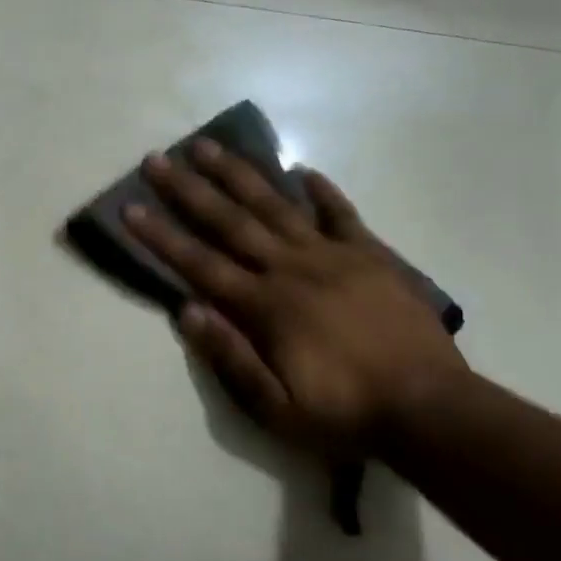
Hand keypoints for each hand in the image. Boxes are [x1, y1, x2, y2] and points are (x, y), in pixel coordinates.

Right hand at [124, 142, 464, 458]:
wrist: (431, 408)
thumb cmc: (345, 413)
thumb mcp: (276, 408)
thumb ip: (231, 358)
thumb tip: (187, 311)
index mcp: (266, 306)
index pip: (200, 263)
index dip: (161, 236)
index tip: (130, 207)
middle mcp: (292, 269)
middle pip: (231, 222)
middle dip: (189, 189)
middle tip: (158, 159)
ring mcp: (334, 256)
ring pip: (277, 206)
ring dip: (239, 174)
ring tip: (209, 146)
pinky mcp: (371, 256)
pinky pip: (341, 215)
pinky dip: (323, 191)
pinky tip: (304, 170)